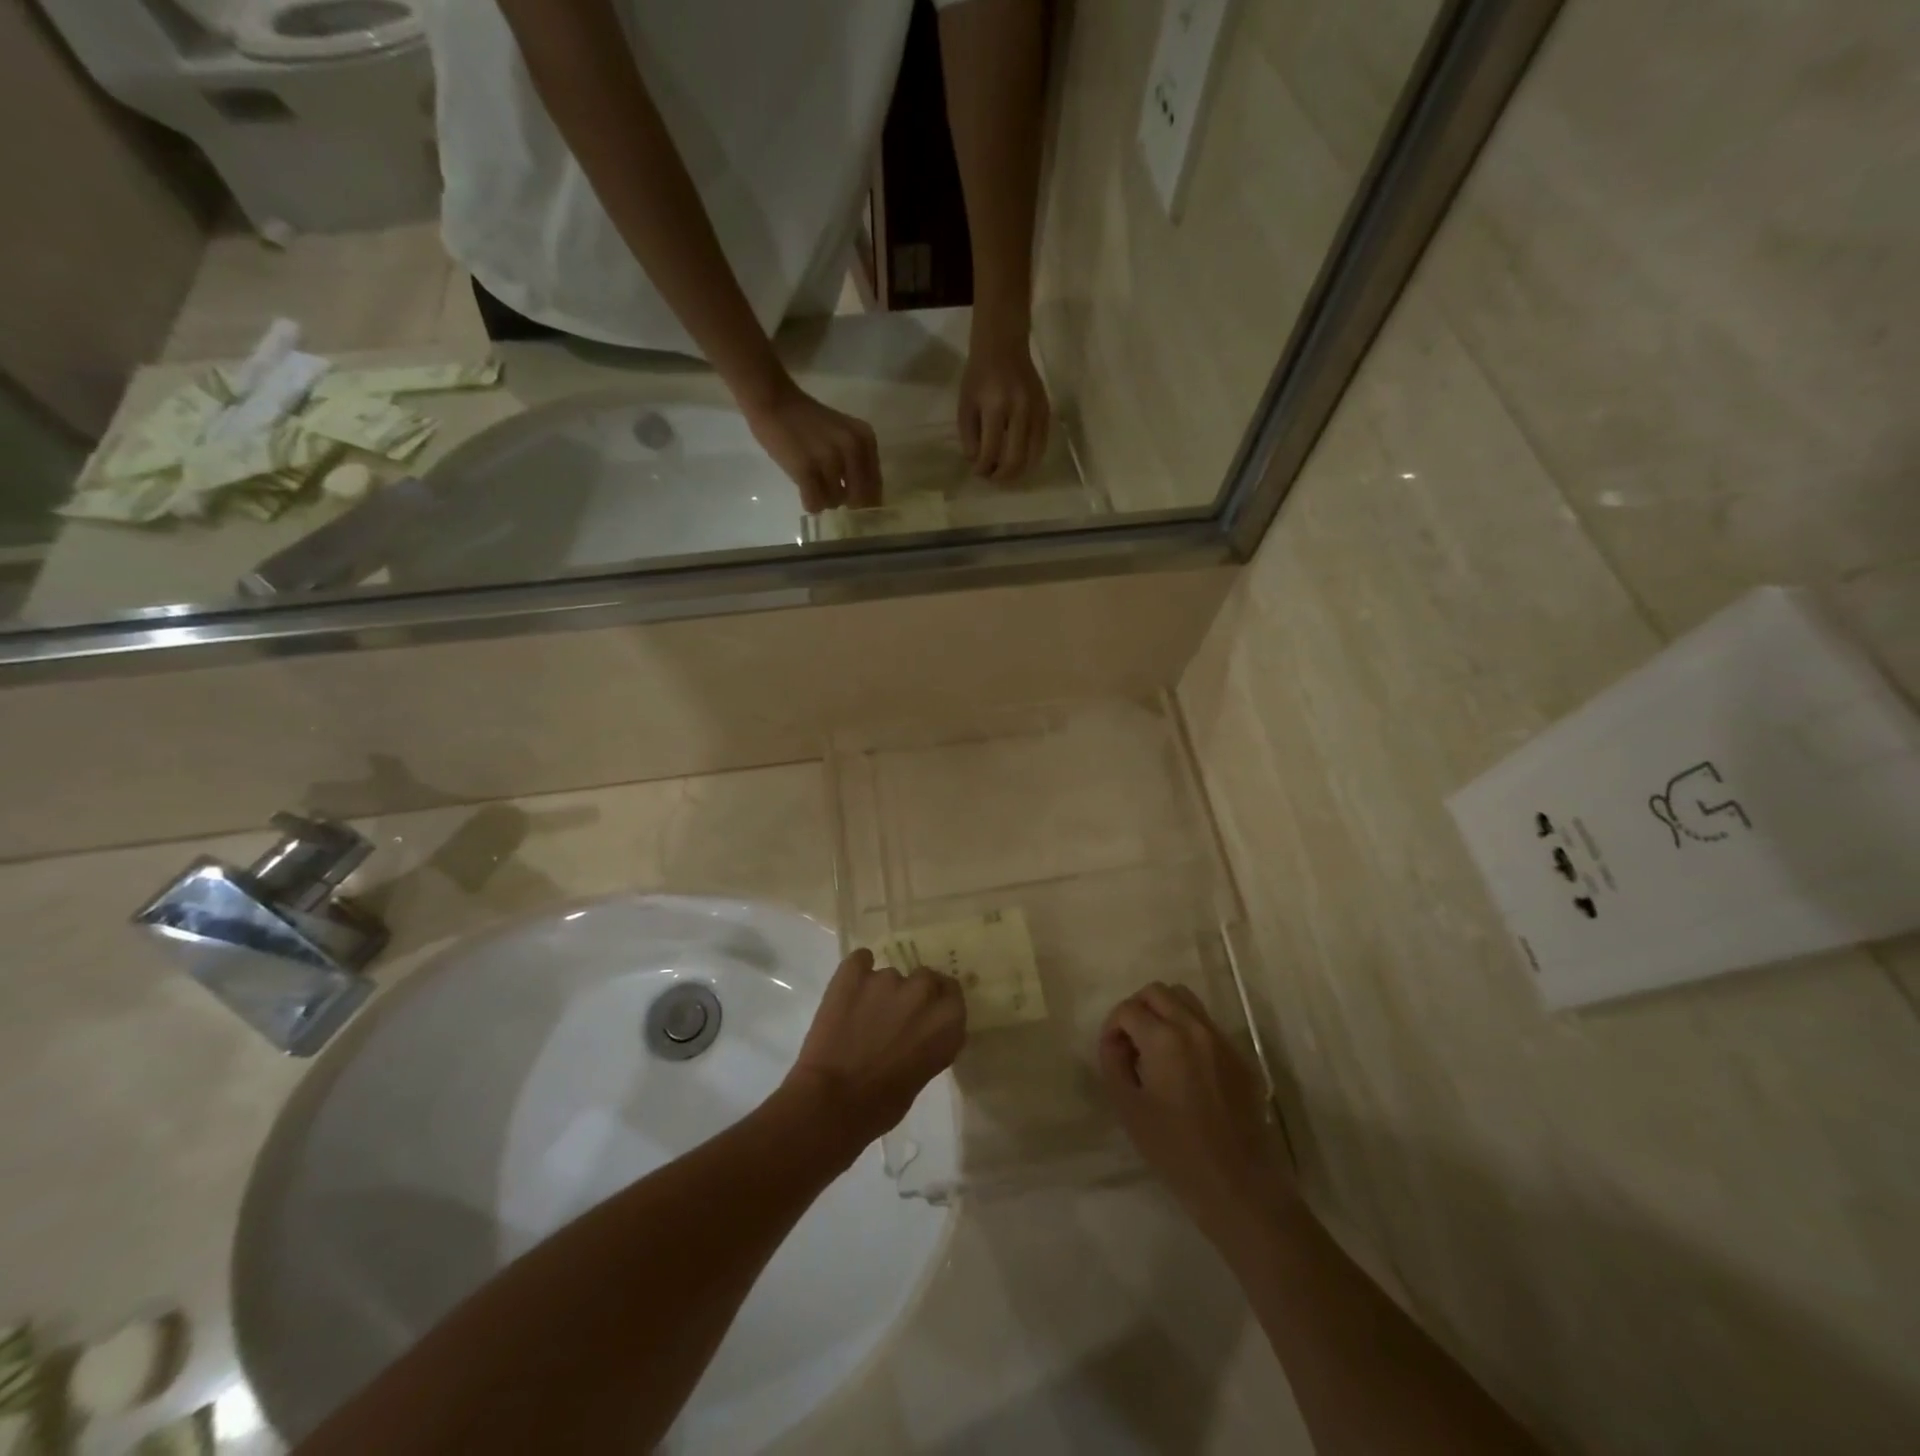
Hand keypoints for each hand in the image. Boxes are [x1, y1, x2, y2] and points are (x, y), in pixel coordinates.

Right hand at [742, 378, 881, 512]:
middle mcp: (852, 448)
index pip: (875, 487)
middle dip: (845, 501)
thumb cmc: (808, 421)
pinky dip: (810, 503)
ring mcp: (829, 459)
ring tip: (813, 483)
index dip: (863, 498)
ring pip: (835, 502)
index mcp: (866, 439)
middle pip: (859, 500)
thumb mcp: (845, 435)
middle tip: (829, 489)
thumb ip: (859, 461)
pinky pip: (815, 503)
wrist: (774, 401)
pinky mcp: (806, 469)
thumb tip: (864, 500)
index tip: (848, 495)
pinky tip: (804, 490)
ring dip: (824, 499)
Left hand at [784, 949, 966, 1151]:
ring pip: (890, 975)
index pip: (952, 993)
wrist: (831, 1103)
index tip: (926, 1013)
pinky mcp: (853, 973)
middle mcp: (922, 992)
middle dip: (913, 994)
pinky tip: (850, 991)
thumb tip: (922, 1029)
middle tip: (895, 1016)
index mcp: (947, 1020)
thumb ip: (931, 1040)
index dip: (938, 1001)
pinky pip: (860, 960)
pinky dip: (857, 972)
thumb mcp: (924, 1073)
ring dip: (882, 991)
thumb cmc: (882, 1104)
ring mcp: (887, 978)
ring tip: (862, 1016)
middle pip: (925, 978)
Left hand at [958, 330, 1049, 481]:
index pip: (990, 451)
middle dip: (1002, 475)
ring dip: (1018, 471)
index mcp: (995, 406)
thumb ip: (969, 436)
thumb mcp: (965, 404)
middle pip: (1015, 459)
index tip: (977, 472)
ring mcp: (1036, 410)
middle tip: (993, 478)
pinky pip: (1042, 444)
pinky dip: (1031, 458)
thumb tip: (978, 463)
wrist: (1003, 346)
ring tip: (1006, 473)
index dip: (983, 468)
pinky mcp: (1046, 410)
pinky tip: (1020, 461)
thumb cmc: (979, 376)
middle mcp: (1019, 410)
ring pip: (1032, 456)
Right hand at [1099, 983, 1293, 1242]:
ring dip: (1164, 1012)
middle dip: (1137, 1009)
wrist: (1241, 1188)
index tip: (1112, 1054)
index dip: (1112, 1027)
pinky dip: (1188, 1030)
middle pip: (1158, 991)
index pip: (1128, 1009)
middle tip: (1130, 1044)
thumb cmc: (1176, 1152)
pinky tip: (1184, 1069)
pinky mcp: (1240, 1057)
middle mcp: (1195, 1027)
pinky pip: (1207, 1025)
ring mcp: (1222, 1040)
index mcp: (1165, 1038)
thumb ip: (1113, 1063)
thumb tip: (1115, 1041)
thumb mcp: (1128, 1109)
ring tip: (1156, 1050)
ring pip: (1186, 1000)